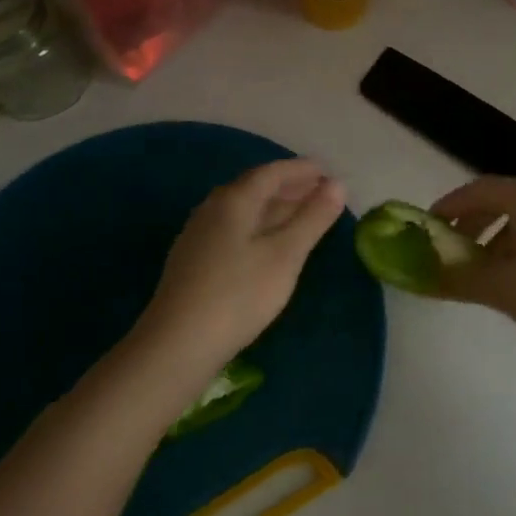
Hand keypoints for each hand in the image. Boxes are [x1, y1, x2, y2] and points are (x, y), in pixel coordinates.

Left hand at [135, 159, 346, 374]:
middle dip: (290, 187)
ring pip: (244, 210)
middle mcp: (212, 208)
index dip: (301, 170)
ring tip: (301, 215)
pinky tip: (268, 244)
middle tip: (320, 192)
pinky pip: (234, 228)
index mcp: (234, 200)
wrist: (178, 344)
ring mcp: (199, 235)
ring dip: (275, 207)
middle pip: (255, 188)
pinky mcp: (194, 260)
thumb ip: (313, 218)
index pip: (272, 172)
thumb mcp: (285, 255)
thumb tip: (338, 184)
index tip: (327, 172)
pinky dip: (259, 226)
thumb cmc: (239, 294)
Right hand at [430, 177, 515, 366]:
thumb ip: (459, 278)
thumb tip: (425, 274)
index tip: (430, 227)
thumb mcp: (504, 290)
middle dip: (474, 223)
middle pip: (505, 200)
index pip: (481, 189)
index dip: (451, 205)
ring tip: (487, 273)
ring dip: (500, 237)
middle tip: (455, 252)